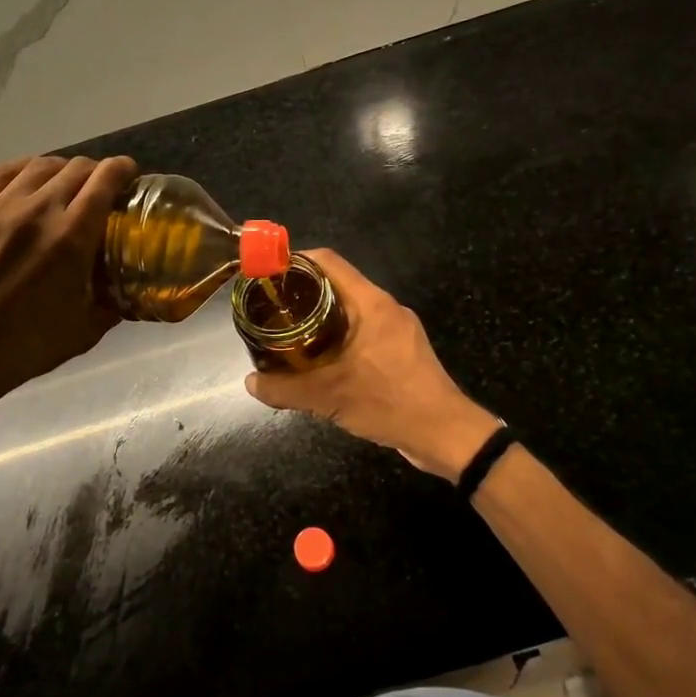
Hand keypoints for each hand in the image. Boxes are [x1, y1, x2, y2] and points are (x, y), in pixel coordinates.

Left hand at [0, 154, 136, 424]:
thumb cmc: (23, 347)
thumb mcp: (84, 330)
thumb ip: (113, 302)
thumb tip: (129, 288)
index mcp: (71, 238)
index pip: (104, 181)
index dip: (122, 170)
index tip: (129, 174)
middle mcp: (36, 210)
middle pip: (75, 168)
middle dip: (95, 171)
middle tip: (98, 186)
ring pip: (39, 166)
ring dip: (61, 170)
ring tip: (64, 182)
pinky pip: (2, 173)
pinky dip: (24, 171)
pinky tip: (27, 181)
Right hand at [243, 248, 499, 480]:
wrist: (446, 435)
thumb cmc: (390, 403)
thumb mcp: (330, 397)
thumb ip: (286, 389)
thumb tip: (249, 383)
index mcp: (371, 303)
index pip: (328, 262)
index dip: (295, 261)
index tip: (268, 275)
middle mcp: (385, 307)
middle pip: (337, 283)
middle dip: (302, 292)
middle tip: (271, 308)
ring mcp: (397, 328)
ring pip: (350, 308)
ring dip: (320, 316)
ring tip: (289, 333)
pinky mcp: (402, 349)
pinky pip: (363, 329)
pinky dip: (338, 335)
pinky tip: (320, 359)